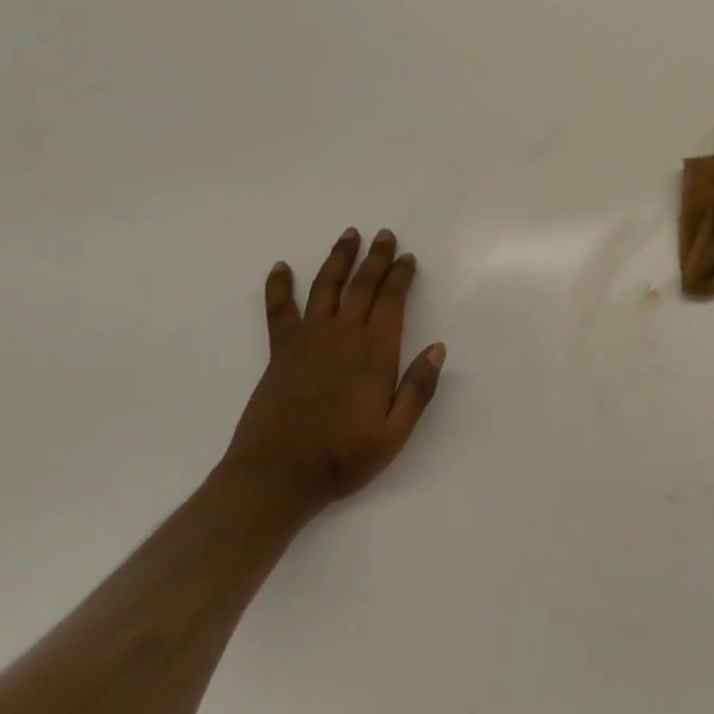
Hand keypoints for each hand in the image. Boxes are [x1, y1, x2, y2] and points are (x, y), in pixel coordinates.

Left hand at [221, 227, 445, 522]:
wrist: (275, 478)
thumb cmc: (341, 458)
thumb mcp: (394, 433)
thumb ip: (418, 389)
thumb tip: (438, 347)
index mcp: (375, 352)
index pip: (392, 300)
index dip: (400, 275)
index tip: (407, 257)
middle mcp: (344, 336)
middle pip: (363, 285)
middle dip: (376, 257)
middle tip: (385, 234)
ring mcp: (308, 340)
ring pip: (326, 287)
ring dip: (339, 259)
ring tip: (349, 235)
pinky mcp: (281, 351)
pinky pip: (279, 311)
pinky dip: (279, 287)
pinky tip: (280, 267)